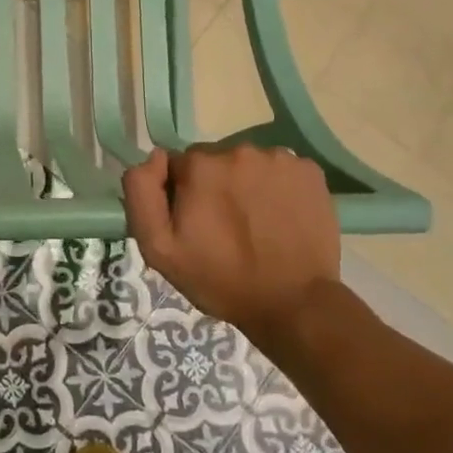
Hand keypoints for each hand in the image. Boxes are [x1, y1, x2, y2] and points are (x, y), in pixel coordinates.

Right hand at [122, 145, 342, 348]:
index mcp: (200, 165)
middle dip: (214, 186)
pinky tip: (280, 218)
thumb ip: (142, 194)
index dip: (182, 194)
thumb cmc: (219, 278)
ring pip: (248, 164)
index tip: (194, 223)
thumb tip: (155, 156)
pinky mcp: (310, 171)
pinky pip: (281, 170)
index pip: (178, 165)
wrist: (292, 303)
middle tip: (224, 227)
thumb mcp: (158, 248)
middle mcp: (239, 149)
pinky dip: (277, 188)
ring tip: (255, 224)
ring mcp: (279, 158)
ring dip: (246, 185)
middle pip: (215, 161)